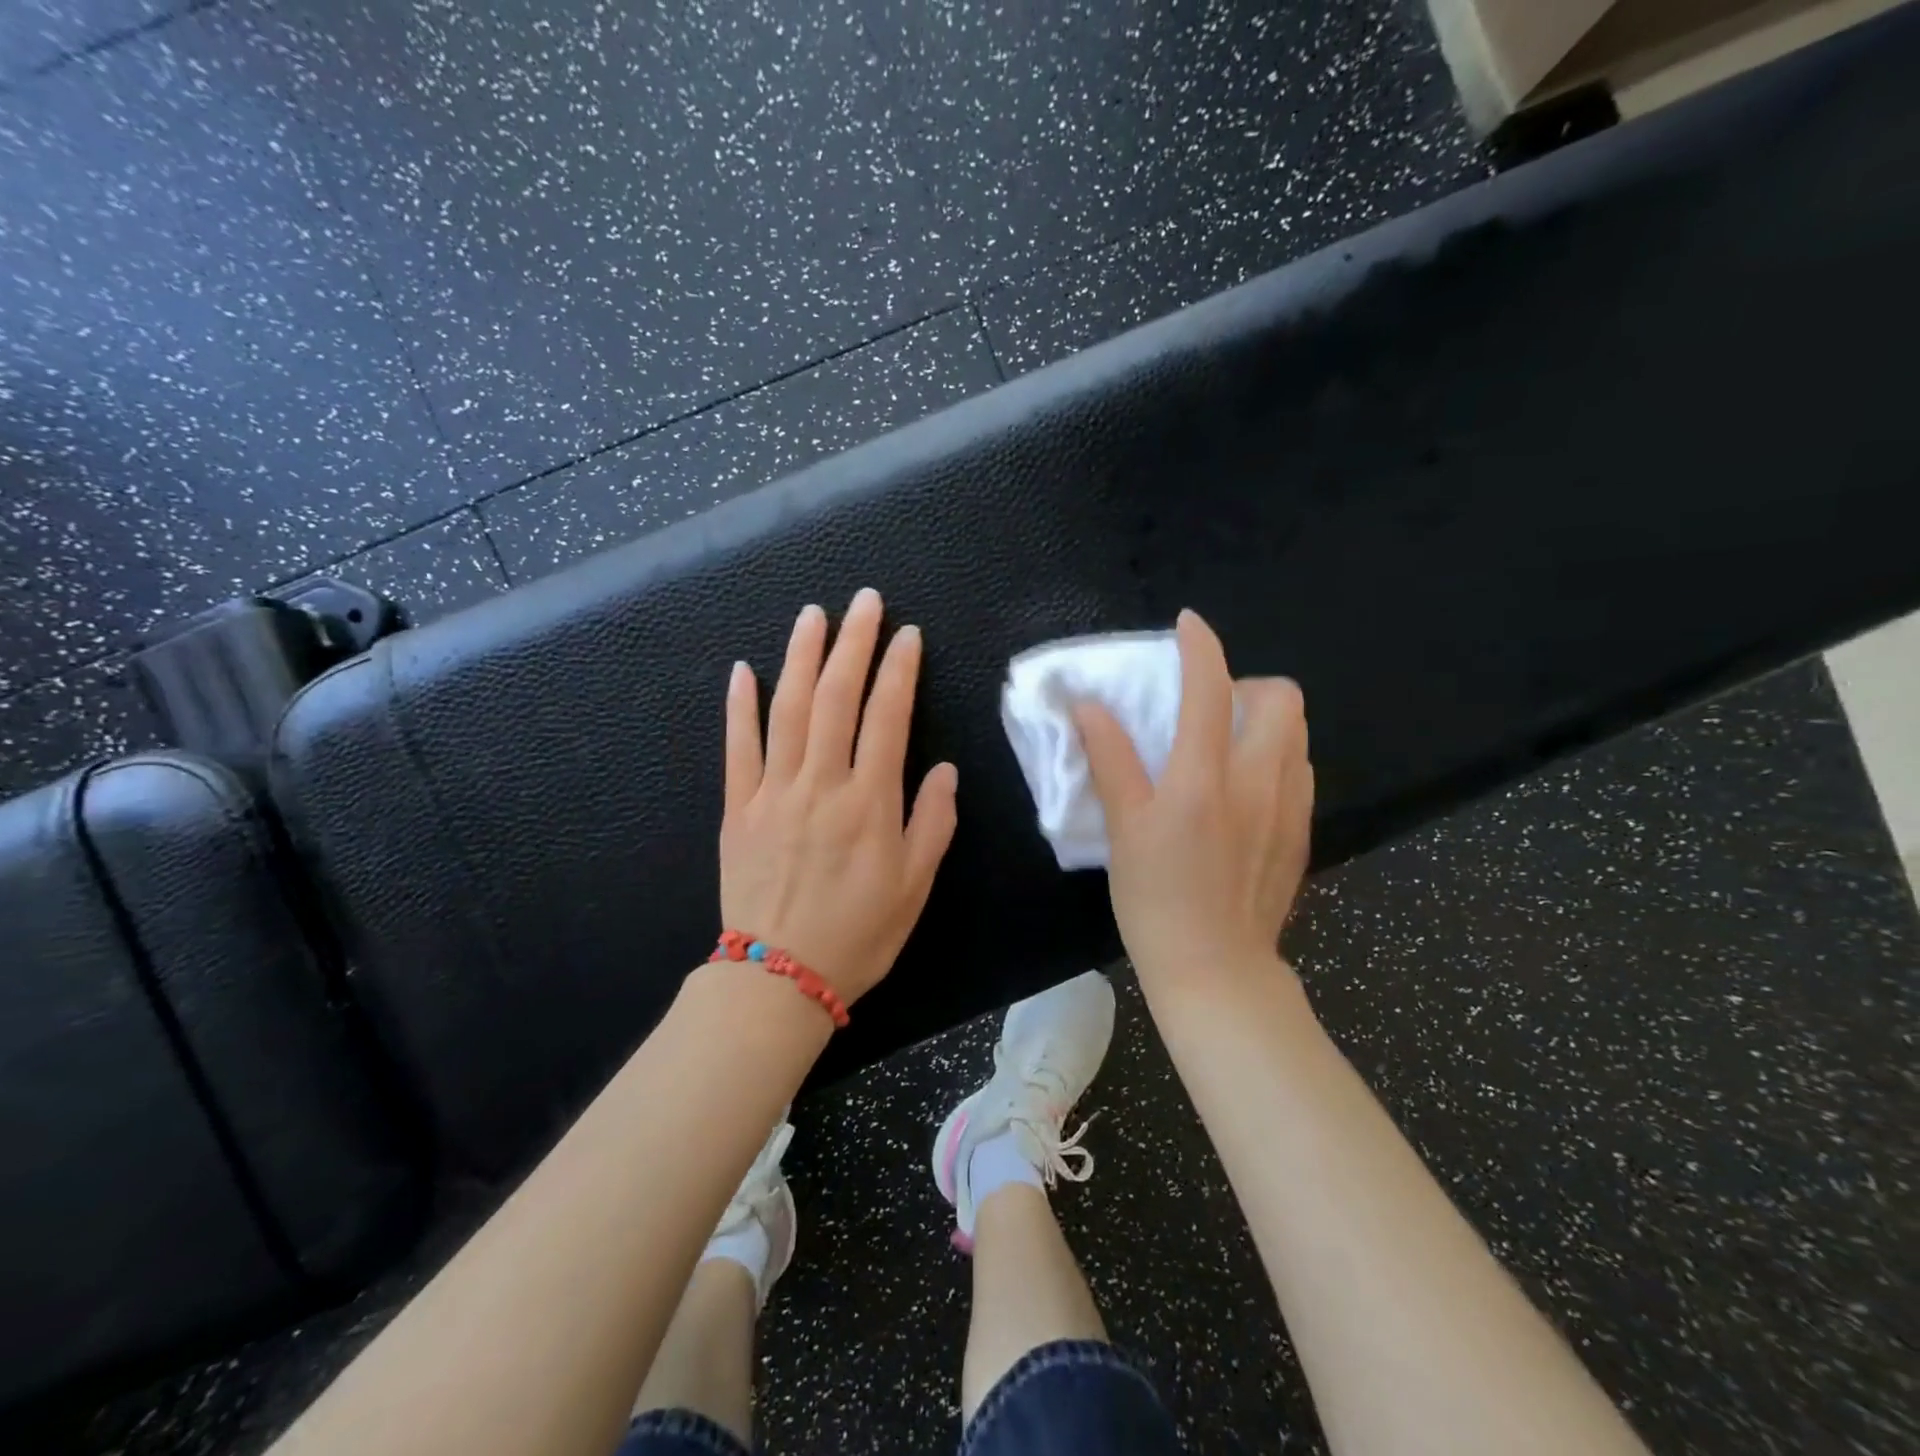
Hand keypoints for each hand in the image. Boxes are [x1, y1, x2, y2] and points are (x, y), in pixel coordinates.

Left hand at [719, 588, 958, 1004]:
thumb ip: (932, 822)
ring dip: (800, 657)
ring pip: (787, 710)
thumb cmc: (858, 934)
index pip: (887, 717)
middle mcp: (821, 784)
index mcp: (869, 802)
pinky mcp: (737, 808)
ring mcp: (773, 792)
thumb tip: (942, 769)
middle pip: (836, 698)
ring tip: (813, 615)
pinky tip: (743, 670)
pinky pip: (737, 748)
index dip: (899, 670)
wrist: (778, 978)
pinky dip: (738, 707)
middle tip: (865, 601)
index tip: (908, 635)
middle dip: (853, 643)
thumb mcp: (915, 886)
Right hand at [1073, 610, 1313, 997]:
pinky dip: (1276, 757)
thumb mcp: (1124, 828)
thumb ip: (1110, 760)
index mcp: (1204, 778)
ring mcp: (1290, 806)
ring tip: (1227, 744)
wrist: (1216, 968)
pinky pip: (1300, 770)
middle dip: (1248, 684)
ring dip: (1264, 719)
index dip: (1199, 646)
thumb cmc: (1156, 899)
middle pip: (1281, 698)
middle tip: (1211, 708)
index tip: (1187, 626)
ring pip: (1297, 733)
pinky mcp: (1303, 831)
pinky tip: (1245, 789)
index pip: (1210, 689)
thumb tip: (1089, 707)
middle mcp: (1258, 781)